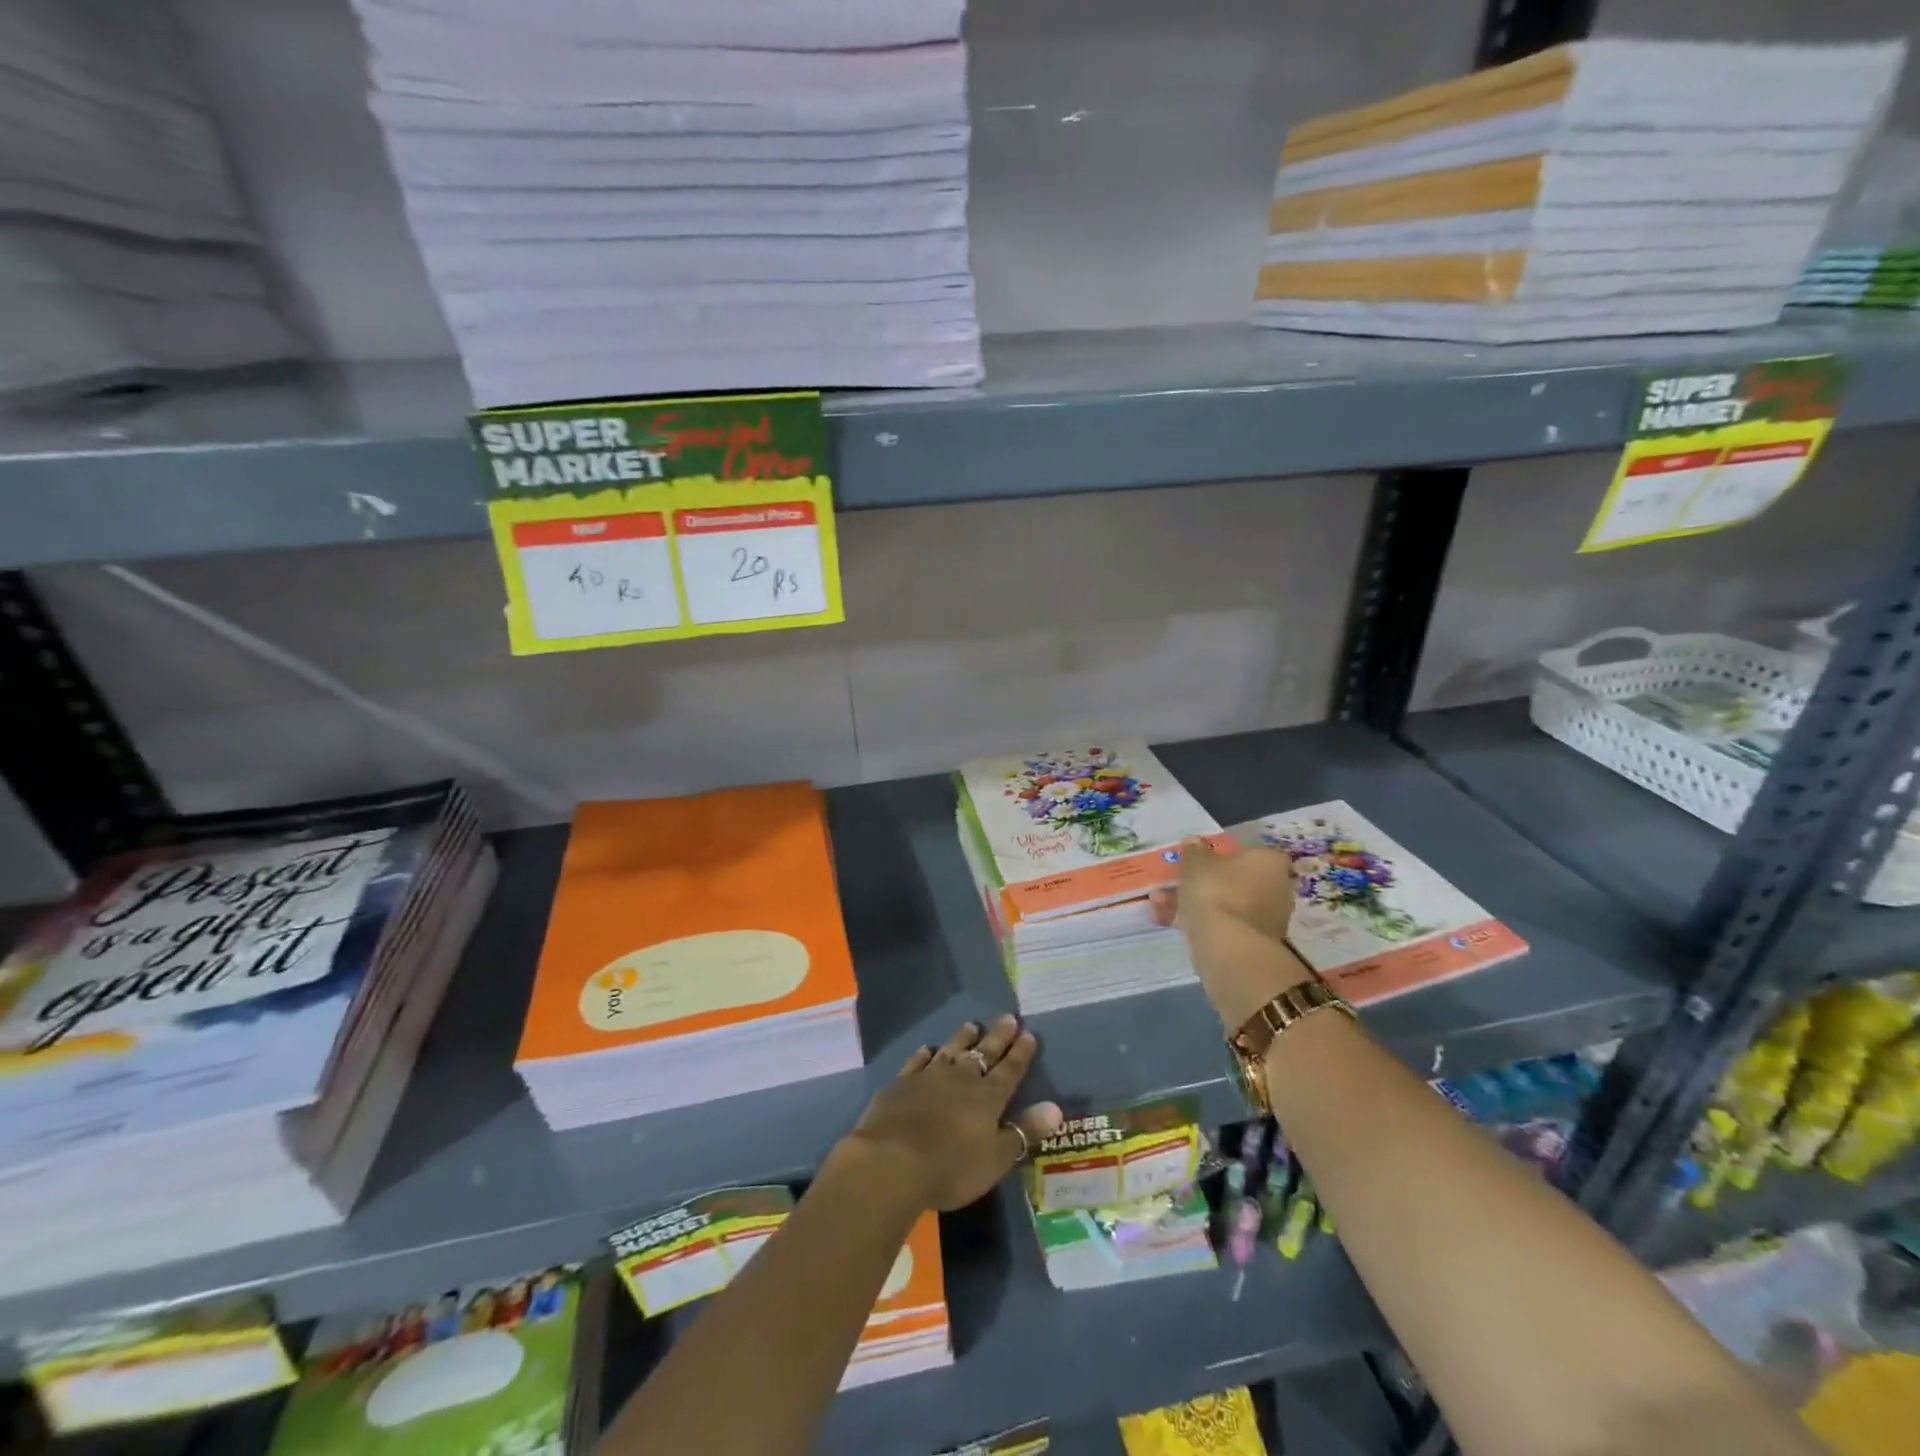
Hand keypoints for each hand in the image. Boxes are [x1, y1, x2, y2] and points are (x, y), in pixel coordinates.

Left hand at [839, 1016, 1063, 1212]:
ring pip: (950, 1051)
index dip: (1021, 1053)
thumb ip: (1024, 1131)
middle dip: (998, 1036)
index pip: (1009, 1070)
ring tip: (971, 1025)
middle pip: (983, 1053)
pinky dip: (924, 1055)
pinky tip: (927, 1049)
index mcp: (987, 1097)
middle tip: (1008, 1017)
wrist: (892, 1161)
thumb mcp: (996, 1157)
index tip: (1029, 1033)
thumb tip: (1056, 1107)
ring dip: (962, 1038)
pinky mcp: (900, 1085)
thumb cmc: (951, 1167)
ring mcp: (928, 1078)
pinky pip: (917, 1063)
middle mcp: (960, 1079)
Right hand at [1150, 837, 1315, 1030]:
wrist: (1228, 948)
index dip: (1219, 854)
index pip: (1246, 851)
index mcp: (1269, 862)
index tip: (1196, 860)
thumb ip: (1194, 850)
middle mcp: (1276, 888)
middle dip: (1198, 882)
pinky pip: (1221, 925)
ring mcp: (1265, 918)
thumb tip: (1195, 842)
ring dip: (1191, 902)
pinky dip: (1197, 922)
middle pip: (1232, 879)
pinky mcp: (1252, 943)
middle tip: (1170, 883)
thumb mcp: (1195, 862)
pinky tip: (1165, 921)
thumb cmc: (1216, 892)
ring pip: (1222, 903)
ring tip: (1157, 904)